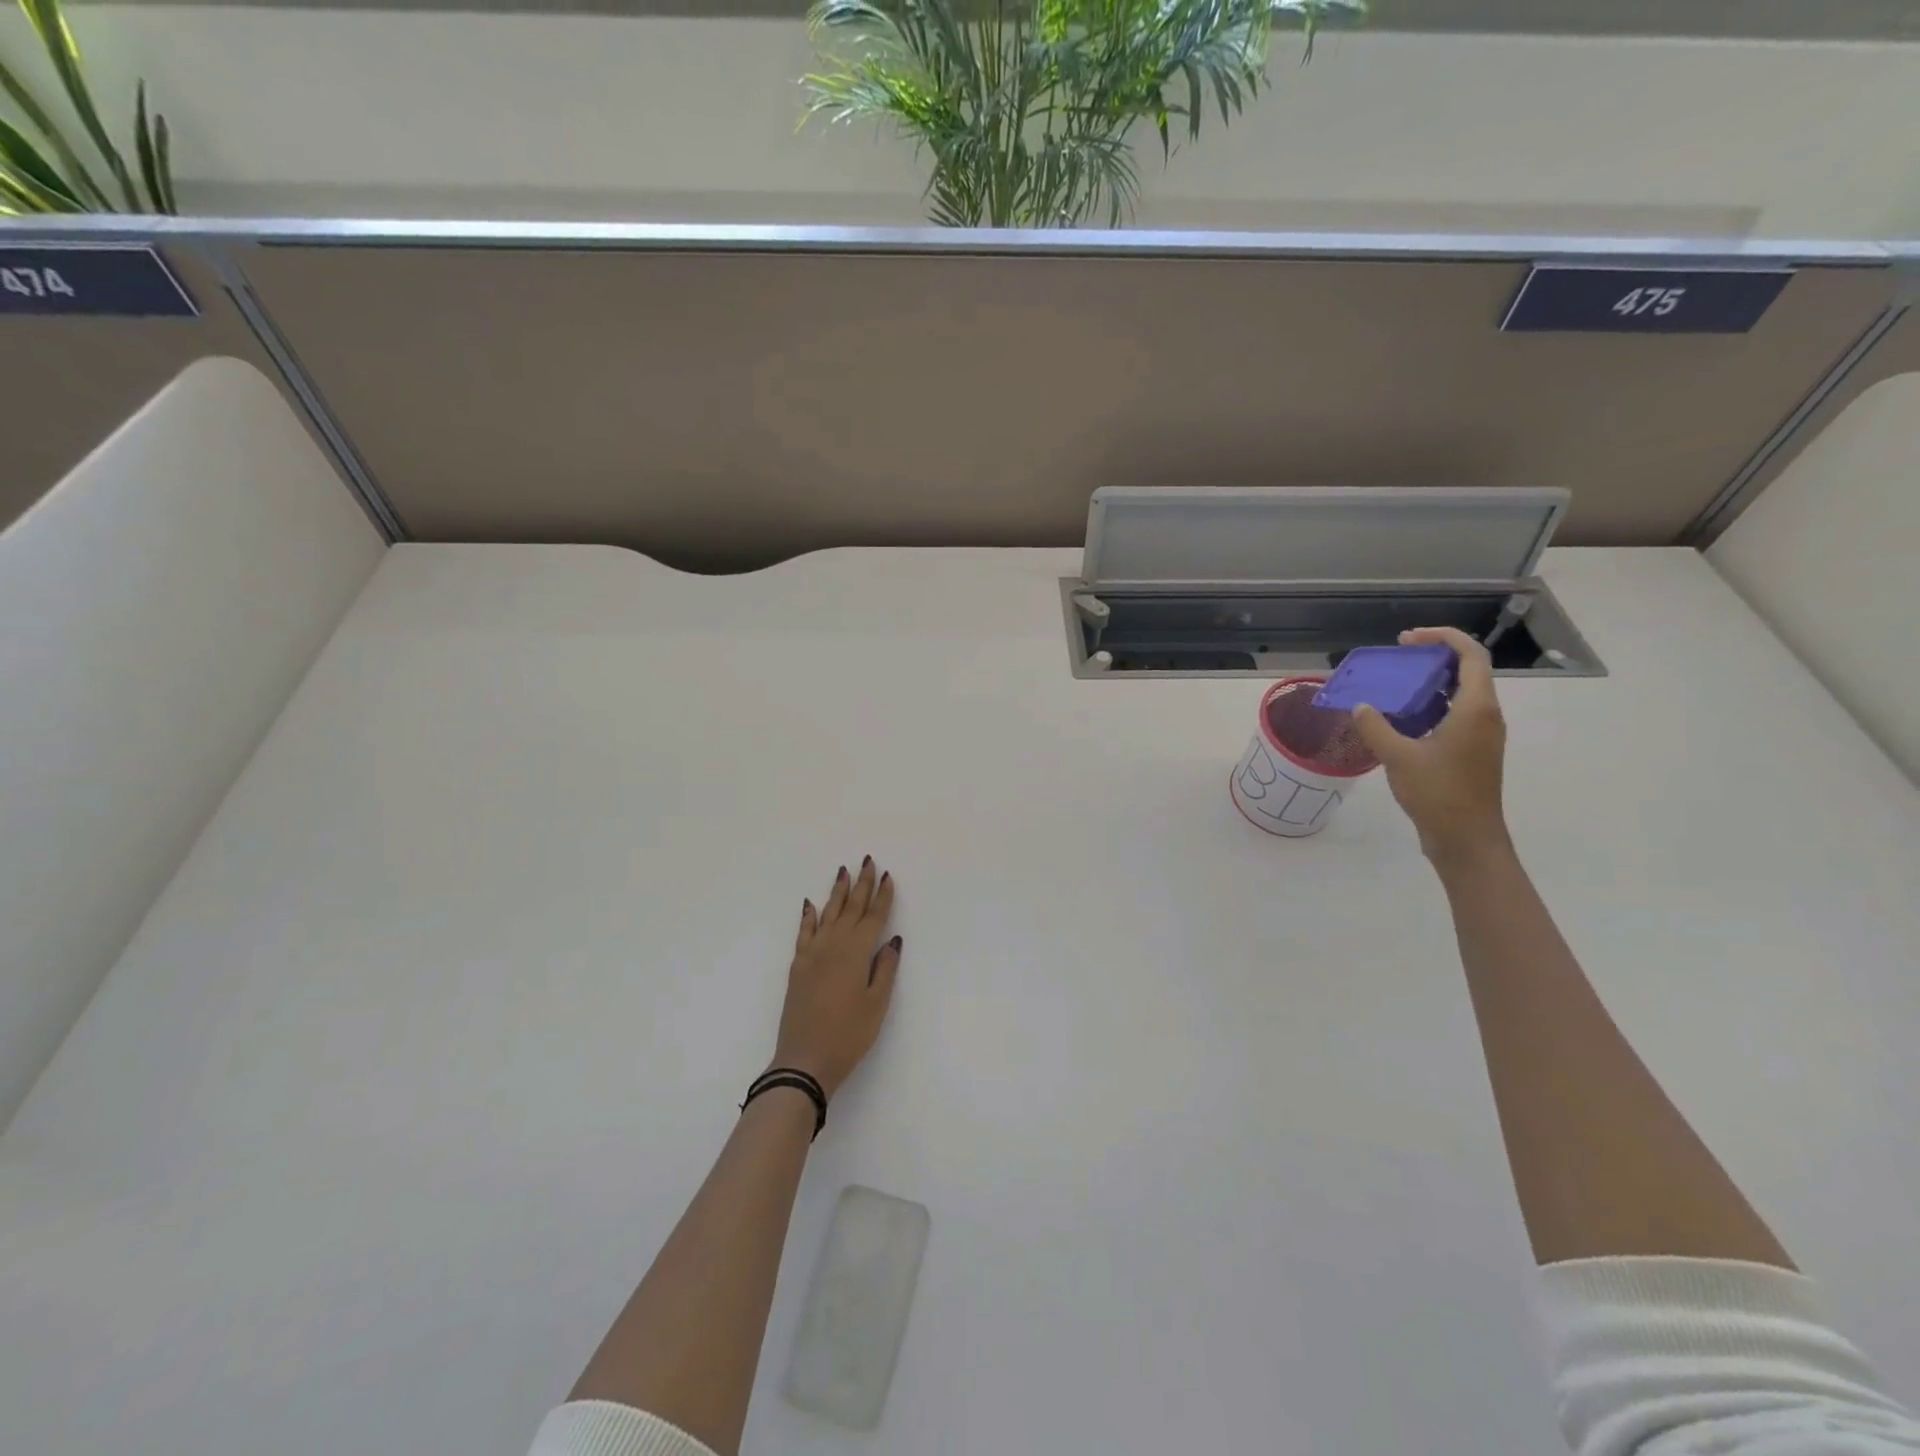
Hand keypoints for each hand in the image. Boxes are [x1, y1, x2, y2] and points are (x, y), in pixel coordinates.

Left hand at [771, 859, 901, 1100]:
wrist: (804, 1060)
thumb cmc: (849, 1034)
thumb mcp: (877, 1004)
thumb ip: (885, 968)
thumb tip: (892, 940)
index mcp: (857, 952)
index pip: (874, 917)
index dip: (882, 896)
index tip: (888, 876)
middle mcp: (834, 945)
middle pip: (851, 908)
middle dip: (861, 884)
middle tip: (868, 861)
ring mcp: (813, 954)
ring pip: (828, 913)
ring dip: (837, 892)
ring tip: (844, 871)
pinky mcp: (798, 966)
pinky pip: (805, 932)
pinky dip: (809, 916)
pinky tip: (811, 904)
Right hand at [1349, 627, 1510, 864]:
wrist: (1467, 840)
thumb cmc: (1439, 794)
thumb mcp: (1398, 757)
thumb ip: (1376, 727)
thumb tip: (1360, 706)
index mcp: (1476, 708)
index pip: (1470, 655)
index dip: (1442, 637)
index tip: (1408, 639)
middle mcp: (1485, 715)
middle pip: (1467, 670)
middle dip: (1433, 657)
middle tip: (1398, 656)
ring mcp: (1481, 734)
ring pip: (1460, 693)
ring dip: (1430, 682)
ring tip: (1395, 683)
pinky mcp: (1472, 751)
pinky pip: (1454, 714)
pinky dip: (1430, 706)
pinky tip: (1401, 717)